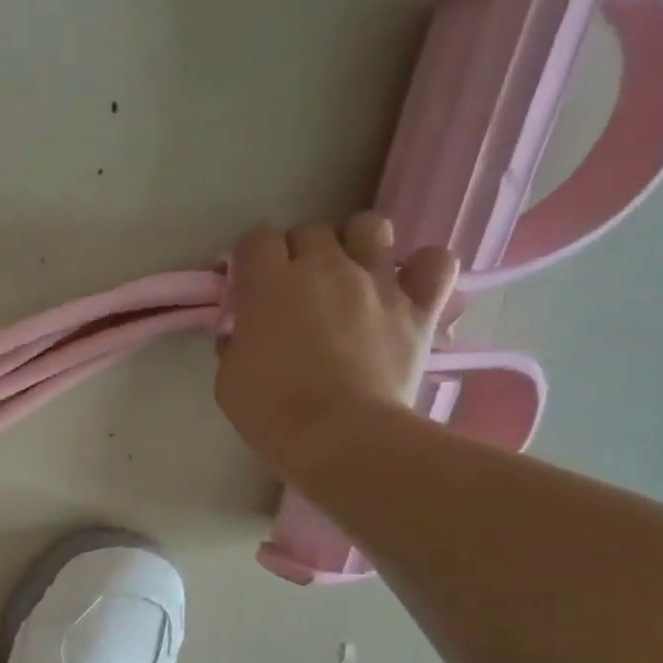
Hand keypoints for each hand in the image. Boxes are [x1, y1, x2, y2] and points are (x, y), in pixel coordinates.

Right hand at [213, 213, 457, 479]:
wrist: (340, 436)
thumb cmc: (271, 411)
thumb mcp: (228, 379)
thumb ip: (234, 342)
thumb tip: (243, 330)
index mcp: (270, 284)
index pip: (255, 240)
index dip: (246, 259)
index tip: (243, 286)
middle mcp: (325, 267)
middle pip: (309, 231)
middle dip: (294, 253)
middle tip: (290, 291)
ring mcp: (377, 281)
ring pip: (369, 227)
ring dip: (353, 244)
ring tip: (347, 276)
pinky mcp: (418, 305)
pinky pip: (434, 261)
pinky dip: (420, 267)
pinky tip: (404, 286)